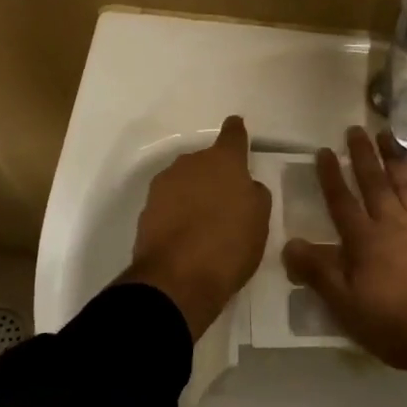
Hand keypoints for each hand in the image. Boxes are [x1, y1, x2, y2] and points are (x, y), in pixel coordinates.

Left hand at [121, 115, 271, 339]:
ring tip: (204, 221)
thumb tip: (244, 186)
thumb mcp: (260, 220)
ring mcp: (164, 184)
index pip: (233, 135)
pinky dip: (178, 212)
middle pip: (206, 161)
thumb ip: (254, 194)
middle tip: (226, 200)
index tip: (237, 126)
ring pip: (185, 181)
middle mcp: (190, 163)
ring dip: (194, 193)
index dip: (237, 131)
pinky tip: (186, 235)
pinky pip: (169, 203)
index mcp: (223, 161)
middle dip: (215, 174)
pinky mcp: (146, 209)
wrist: (176, 280)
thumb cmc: (229, 245)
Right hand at [282, 126, 406, 406]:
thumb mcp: (347, 308)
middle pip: (374, 182)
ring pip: (404, 181)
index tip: (324, 151)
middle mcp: (392, 223)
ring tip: (385, 134)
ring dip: (393, 157)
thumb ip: (319, 273)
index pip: (342, 201)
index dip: (331, 176)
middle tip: (354, 129)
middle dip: (363, 155)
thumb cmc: (396, 325)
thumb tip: (288, 244)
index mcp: (364, 241)